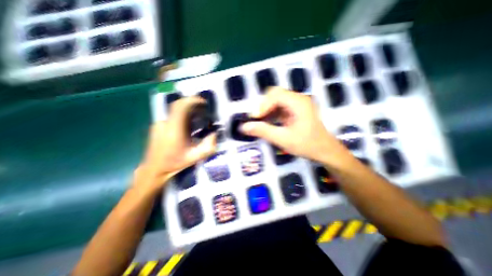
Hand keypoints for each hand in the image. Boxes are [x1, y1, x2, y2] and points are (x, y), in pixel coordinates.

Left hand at [135, 96, 217, 191]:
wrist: (154, 169)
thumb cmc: (174, 163)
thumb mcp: (195, 157)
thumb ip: (208, 146)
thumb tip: (215, 134)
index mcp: (173, 130)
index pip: (180, 107)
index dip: (191, 100)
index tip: (203, 102)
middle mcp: (165, 123)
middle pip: (178, 106)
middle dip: (192, 103)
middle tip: (203, 108)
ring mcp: (159, 124)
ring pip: (175, 111)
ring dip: (187, 110)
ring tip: (198, 116)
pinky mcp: (158, 126)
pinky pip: (172, 116)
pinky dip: (182, 115)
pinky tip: (188, 124)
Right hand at [241, 88, 346, 164]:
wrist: (325, 151)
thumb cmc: (307, 145)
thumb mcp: (283, 139)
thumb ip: (263, 131)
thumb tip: (244, 127)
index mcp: (298, 102)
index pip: (275, 95)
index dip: (262, 105)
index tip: (254, 119)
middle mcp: (298, 99)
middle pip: (275, 95)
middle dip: (263, 106)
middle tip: (257, 119)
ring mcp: (297, 105)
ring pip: (276, 101)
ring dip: (266, 110)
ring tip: (260, 122)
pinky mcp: (295, 111)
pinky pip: (280, 108)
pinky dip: (272, 114)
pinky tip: (268, 123)